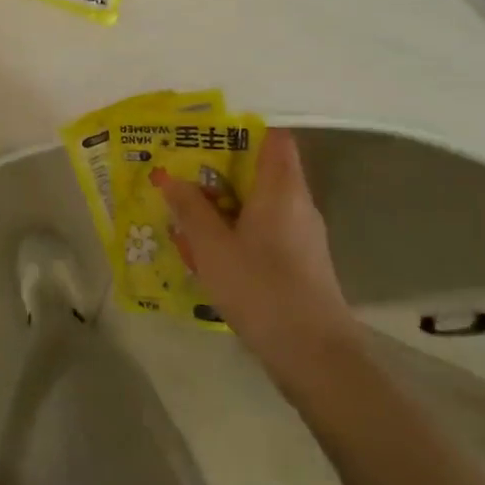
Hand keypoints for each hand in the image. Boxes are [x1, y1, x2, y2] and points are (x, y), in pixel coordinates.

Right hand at [153, 131, 359, 382]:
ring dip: (226, 203)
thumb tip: (170, 177)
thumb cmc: (261, 288)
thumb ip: (190, 209)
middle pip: (263, 169)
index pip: (274, 137)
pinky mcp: (301, 263)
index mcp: (281, 188)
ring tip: (187, 209)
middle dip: (222, 169)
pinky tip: (210, 250)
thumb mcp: (212, 247)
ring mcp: (303, 235)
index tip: (206, 133)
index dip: (243, 128)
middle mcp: (298, 204)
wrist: (315, 356)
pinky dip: (239, 230)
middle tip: (183, 171)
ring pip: (261, 203)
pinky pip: (266, 230)